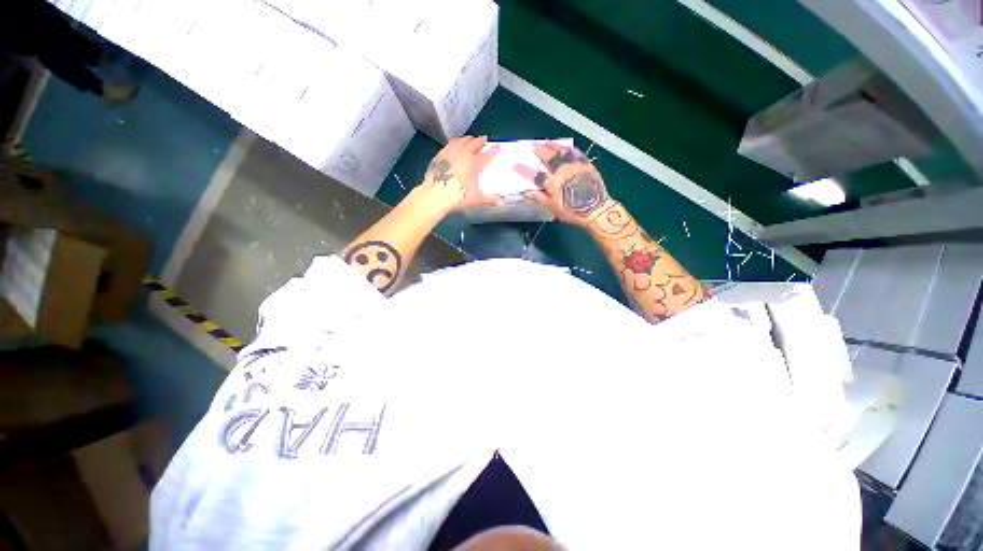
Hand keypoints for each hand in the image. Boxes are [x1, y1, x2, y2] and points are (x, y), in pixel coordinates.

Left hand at [419, 136, 500, 212]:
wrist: (435, 195)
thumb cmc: (458, 197)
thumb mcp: (476, 199)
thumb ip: (489, 199)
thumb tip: (499, 202)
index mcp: (474, 164)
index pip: (487, 155)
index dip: (493, 151)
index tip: (498, 147)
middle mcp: (464, 155)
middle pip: (474, 143)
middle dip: (480, 141)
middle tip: (484, 140)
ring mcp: (451, 153)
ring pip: (461, 141)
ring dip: (467, 139)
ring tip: (470, 139)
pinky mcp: (440, 155)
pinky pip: (449, 144)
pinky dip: (455, 142)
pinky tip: (454, 144)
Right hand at [514, 142, 612, 226]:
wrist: (596, 209)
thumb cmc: (572, 212)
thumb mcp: (552, 207)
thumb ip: (540, 198)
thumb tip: (527, 192)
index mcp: (553, 183)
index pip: (535, 174)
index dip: (524, 169)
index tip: (516, 164)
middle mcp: (563, 171)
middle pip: (549, 158)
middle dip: (540, 150)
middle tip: (534, 145)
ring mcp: (575, 166)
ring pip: (563, 152)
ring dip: (554, 146)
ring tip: (548, 142)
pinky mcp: (587, 165)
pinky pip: (577, 153)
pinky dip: (570, 149)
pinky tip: (567, 148)